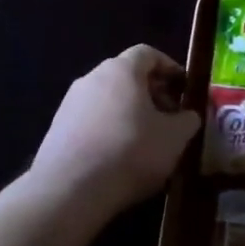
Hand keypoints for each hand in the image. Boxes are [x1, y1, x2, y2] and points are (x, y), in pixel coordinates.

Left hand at [29, 45, 198, 219]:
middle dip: (151, 93)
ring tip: (145, 140)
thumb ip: (188, 120)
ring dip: (128, 112)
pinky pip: (90, 120)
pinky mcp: (56, 130)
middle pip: (127, 76)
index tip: (183, 89)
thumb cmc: (130, 152)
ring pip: (107, 99)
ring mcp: (69, 103)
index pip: (148, 54)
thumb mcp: (174, 138)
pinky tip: (117, 157)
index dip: (169, 68)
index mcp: (121, 70)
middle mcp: (92, 77)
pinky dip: (108, 130)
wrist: (69, 192)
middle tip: (168, 117)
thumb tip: (188, 116)